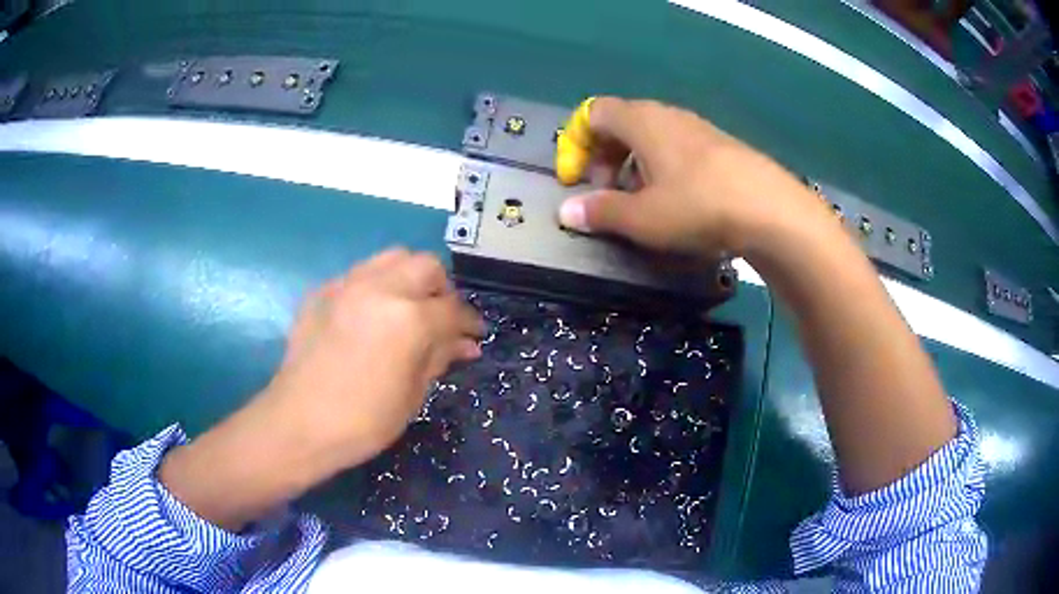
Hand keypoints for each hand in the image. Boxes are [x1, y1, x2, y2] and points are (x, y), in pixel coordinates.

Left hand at [160, 249, 483, 530]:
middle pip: (425, 266)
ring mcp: (346, 285)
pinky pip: (358, 275)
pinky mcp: (322, 292)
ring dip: (409, 278)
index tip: (474, 335)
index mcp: (408, 318)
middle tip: (440, 320)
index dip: (469, 322)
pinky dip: (375, 287)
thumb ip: (439, 357)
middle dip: (441, 290)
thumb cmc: (362, 421)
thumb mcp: (412, 395)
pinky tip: (370, 317)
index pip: (452, 309)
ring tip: (407, 309)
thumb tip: (464, 343)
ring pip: (391, 258)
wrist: (298, 423)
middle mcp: (380, 288)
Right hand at [557, 97, 824, 257]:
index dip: (577, 144)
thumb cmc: (698, 206)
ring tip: (643, 202)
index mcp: (641, 121)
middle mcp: (668, 115)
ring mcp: (699, 128)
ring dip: (636, 166)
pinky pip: (680, 148)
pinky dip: (666, 169)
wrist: (772, 211)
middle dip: (606, 158)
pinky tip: (680, 201)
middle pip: (622, 124)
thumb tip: (566, 212)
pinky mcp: (722, 146)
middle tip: (609, 194)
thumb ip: (601, 212)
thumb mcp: (642, 218)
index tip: (578, 181)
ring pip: (653, 137)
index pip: (594, 113)